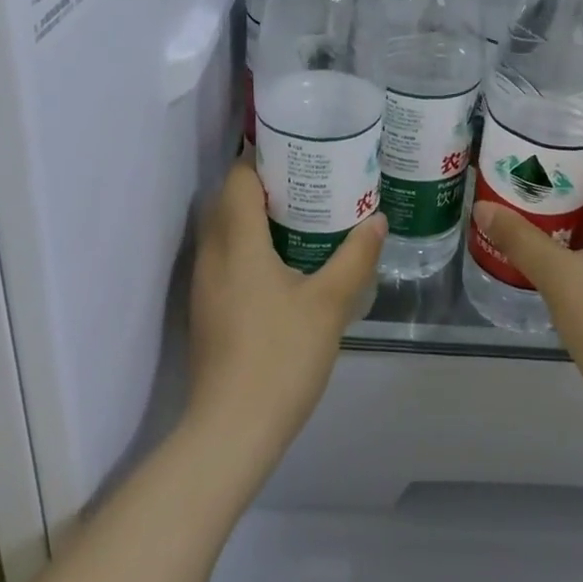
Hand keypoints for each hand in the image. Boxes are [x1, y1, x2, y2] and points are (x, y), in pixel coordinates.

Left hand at [185, 159, 384, 474]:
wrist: (231, 432)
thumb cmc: (280, 356)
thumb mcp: (329, 304)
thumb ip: (355, 257)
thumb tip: (377, 221)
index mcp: (237, 242)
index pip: (237, 179)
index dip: (260, 157)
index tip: (296, 150)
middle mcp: (213, 255)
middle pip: (227, 201)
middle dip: (261, 184)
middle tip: (306, 180)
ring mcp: (204, 285)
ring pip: (223, 231)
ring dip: (252, 216)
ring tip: (299, 215)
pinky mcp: (206, 311)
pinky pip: (224, 258)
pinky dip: (247, 245)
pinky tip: (281, 263)